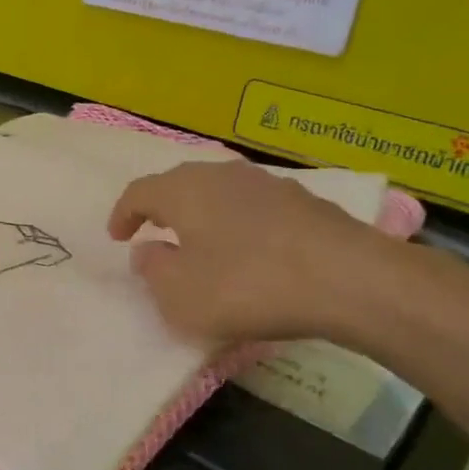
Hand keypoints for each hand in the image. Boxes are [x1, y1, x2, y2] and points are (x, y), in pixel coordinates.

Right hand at [108, 160, 392, 345]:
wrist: (350, 280)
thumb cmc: (247, 285)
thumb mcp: (180, 294)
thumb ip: (153, 270)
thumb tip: (148, 250)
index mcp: (183, 191)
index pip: (139, 192)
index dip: (123, 214)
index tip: (117, 237)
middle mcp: (221, 175)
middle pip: (179, 184)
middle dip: (161, 208)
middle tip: (154, 232)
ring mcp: (267, 184)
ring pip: (219, 193)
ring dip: (203, 214)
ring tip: (201, 241)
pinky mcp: (305, 202)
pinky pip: (254, 208)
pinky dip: (240, 224)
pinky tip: (250, 250)